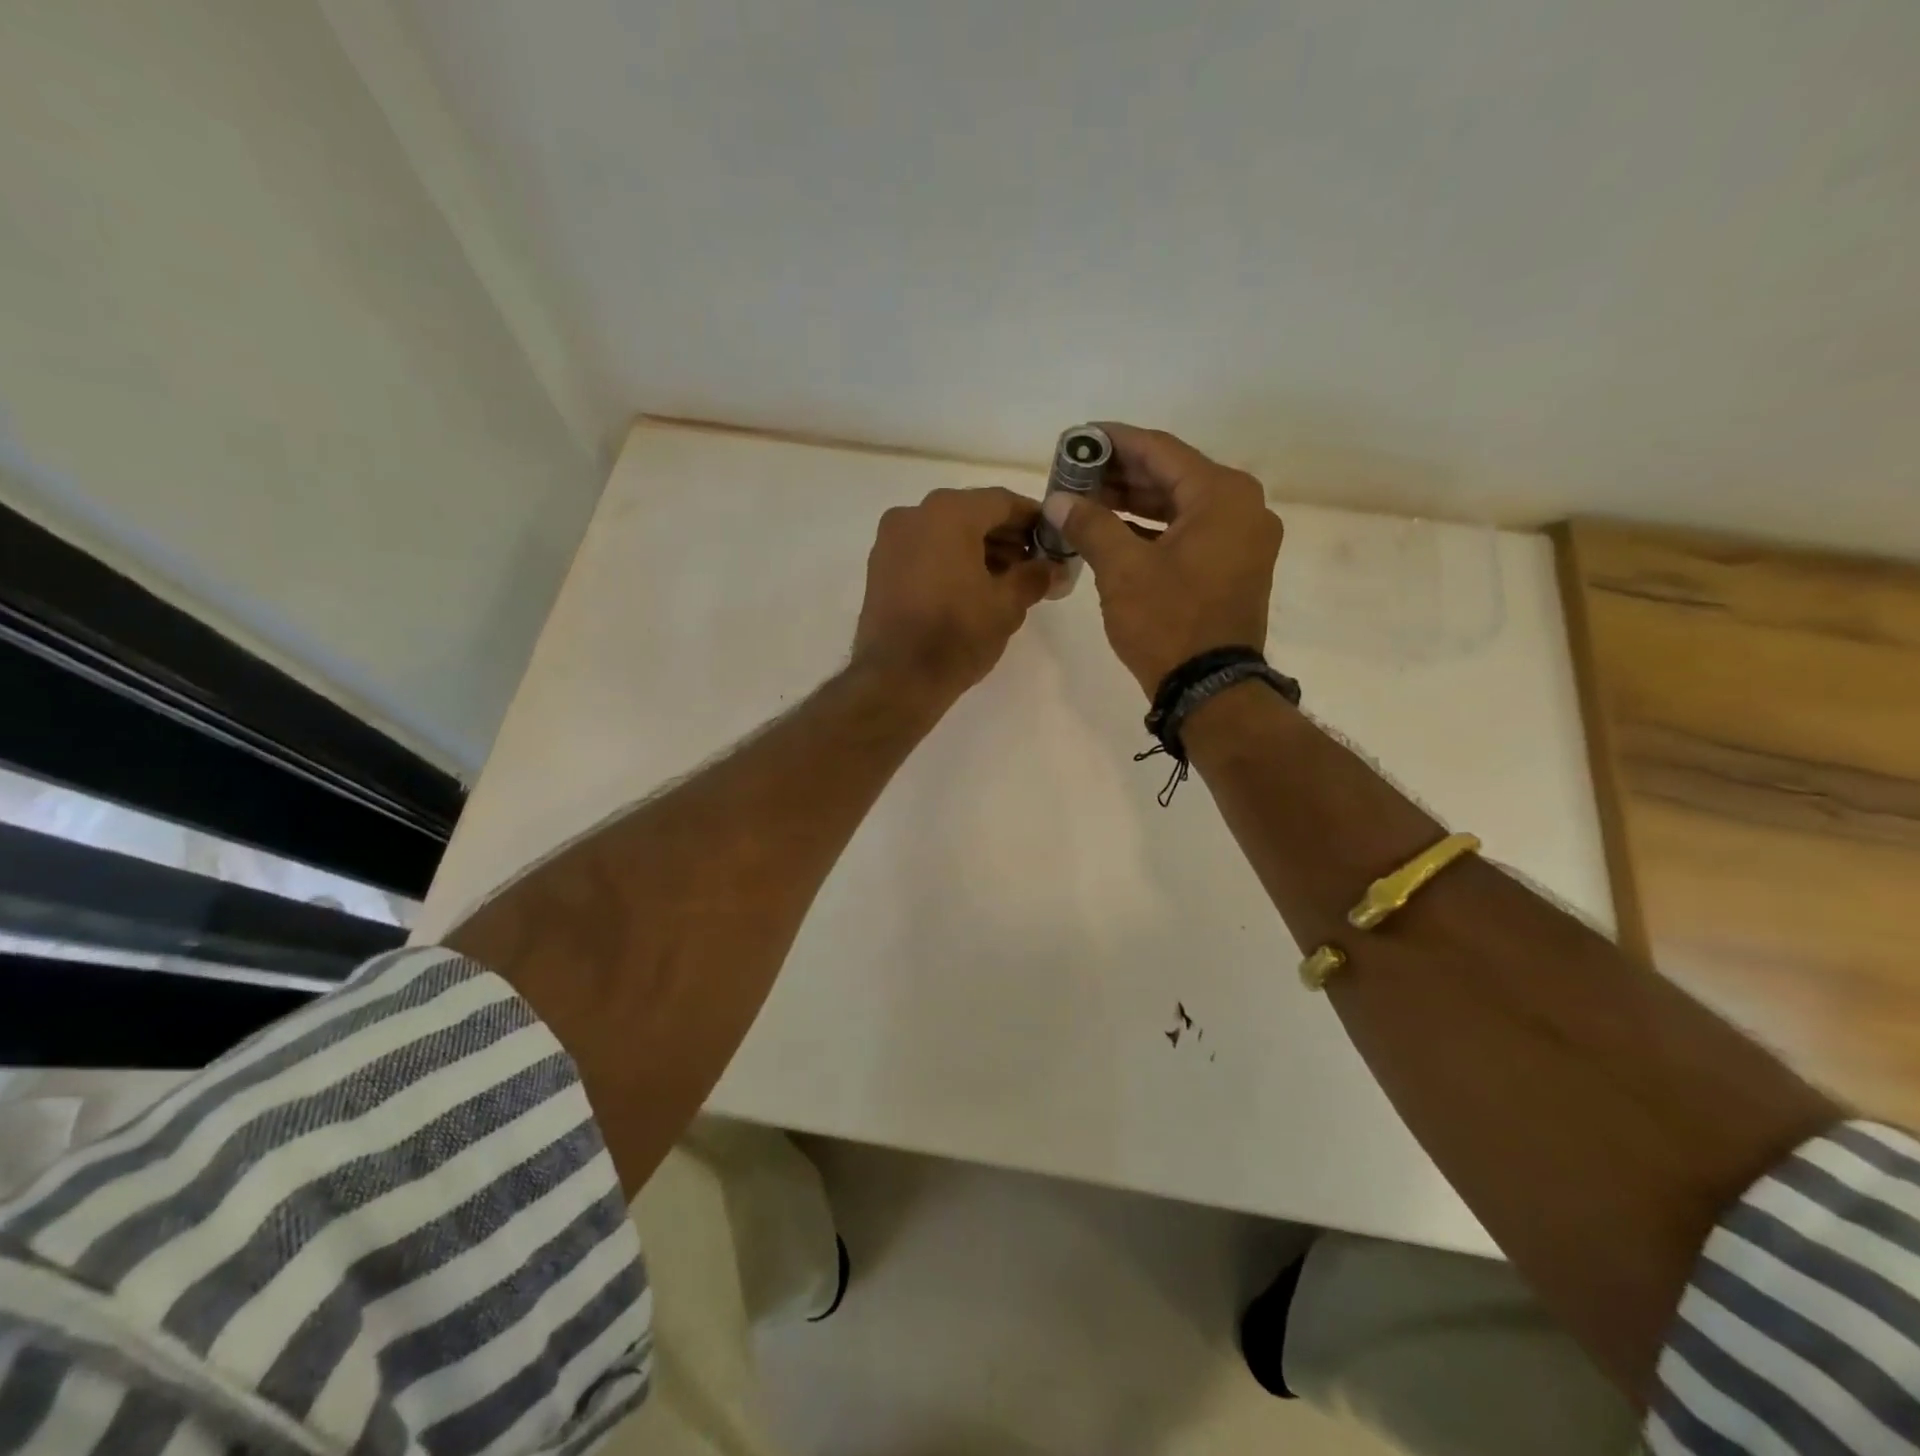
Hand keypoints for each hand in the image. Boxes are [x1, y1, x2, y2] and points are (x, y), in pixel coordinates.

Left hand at [852, 486, 1056, 702]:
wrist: (896, 678)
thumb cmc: (957, 634)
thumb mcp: (1007, 605)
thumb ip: (1035, 577)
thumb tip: (1054, 569)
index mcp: (949, 513)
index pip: (1002, 501)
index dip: (1033, 518)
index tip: (1053, 538)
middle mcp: (914, 514)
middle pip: (971, 513)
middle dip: (1005, 536)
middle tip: (1033, 563)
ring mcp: (891, 540)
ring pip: (945, 532)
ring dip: (978, 549)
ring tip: (1006, 580)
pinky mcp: (879, 567)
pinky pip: (924, 551)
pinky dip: (950, 560)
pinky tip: (971, 588)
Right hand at [1044, 425, 1283, 695]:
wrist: (1210, 689)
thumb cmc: (1168, 622)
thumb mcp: (1122, 569)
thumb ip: (1090, 524)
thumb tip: (1058, 499)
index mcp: (1222, 495)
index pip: (1160, 450)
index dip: (1114, 441)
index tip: (1079, 437)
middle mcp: (1241, 507)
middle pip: (1172, 475)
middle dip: (1120, 474)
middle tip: (1075, 472)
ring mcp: (1242, 539)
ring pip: (1179, 505)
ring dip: (1133, 502)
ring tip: (1086, 499)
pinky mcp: (1233, 566)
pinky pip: (1189, 532)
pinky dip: (1152, 529)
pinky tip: (1113, 530)